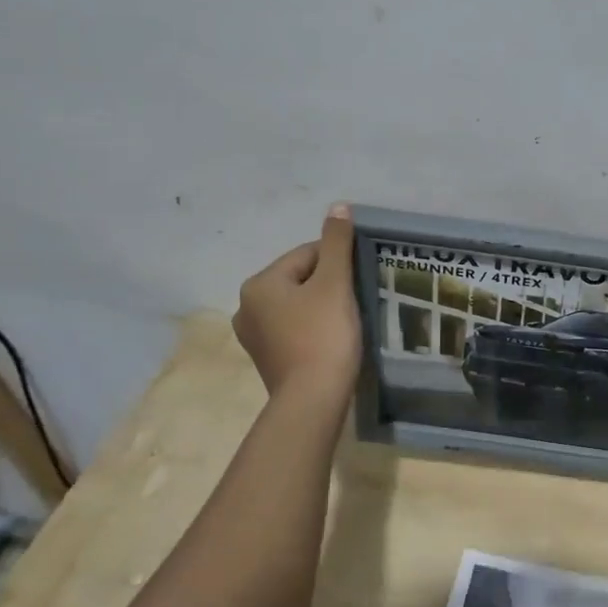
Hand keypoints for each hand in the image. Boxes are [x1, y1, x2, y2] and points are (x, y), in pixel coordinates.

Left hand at [233, 205, 362, 397]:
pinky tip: (333, 340)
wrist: (312, 401)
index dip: (339, 262)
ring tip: (348, 321)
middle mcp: (247, 306)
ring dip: (322, 307)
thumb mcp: (335, 284)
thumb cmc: (324, 335)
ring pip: (298, 306)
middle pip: (300, 279)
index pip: (307, 255)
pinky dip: (313, 329)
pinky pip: (294, 330)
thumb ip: (337, 243)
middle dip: (329, 285)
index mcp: (259, 283)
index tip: (361, 278)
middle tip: (357, 300)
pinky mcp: (266, 359)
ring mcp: (254, 336)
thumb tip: (338, 205)